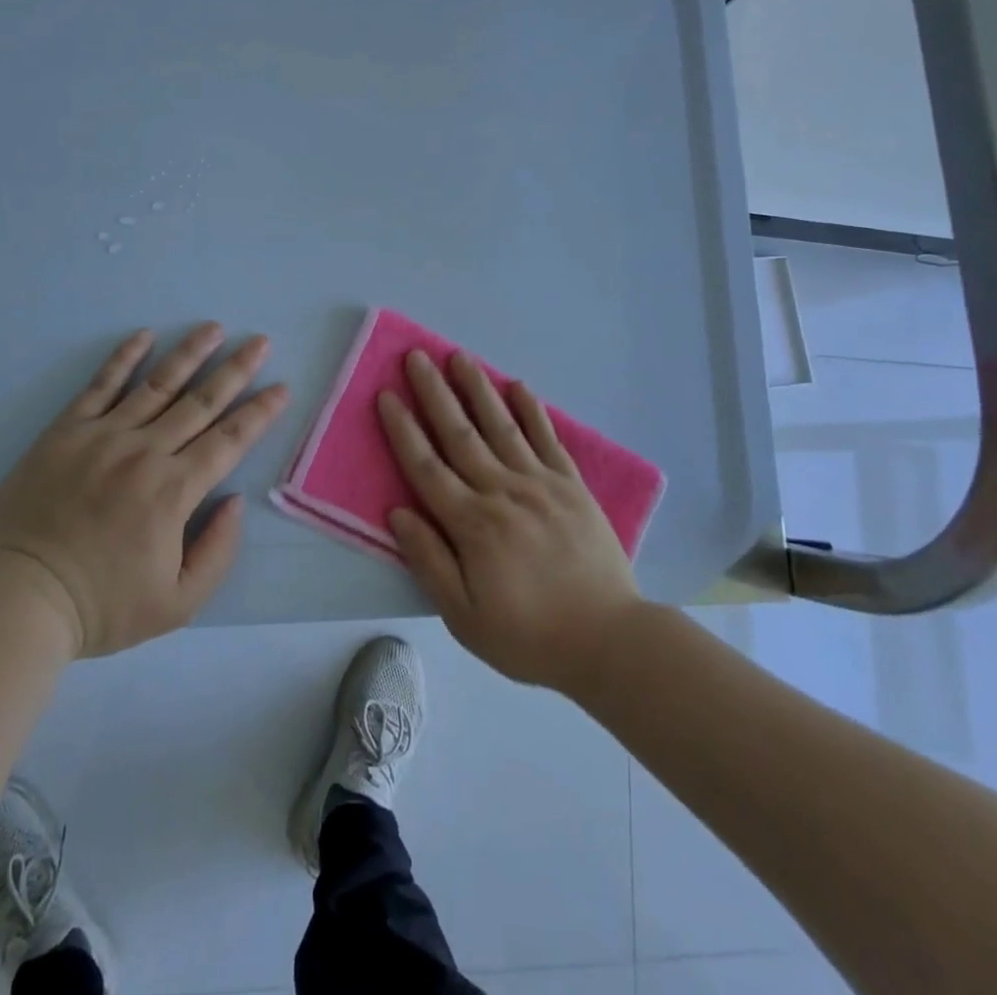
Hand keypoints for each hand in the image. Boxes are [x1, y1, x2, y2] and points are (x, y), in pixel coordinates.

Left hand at [0, 323, 289, 657]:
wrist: (19, 599)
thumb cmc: (101, 606)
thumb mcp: (177, 604)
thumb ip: (218, 552)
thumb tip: (234, 500)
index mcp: (175, 491)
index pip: (230, 440)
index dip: (260, 412)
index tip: (282, 387)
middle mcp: (146, 452)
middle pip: (201, 402)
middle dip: (236, 370)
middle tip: (260, 341)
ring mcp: (103, 436)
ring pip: (157, 384)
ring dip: (190, 353)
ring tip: (213, 328)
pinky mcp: (66, 431)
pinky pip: (100, 385)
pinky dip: (124, 357)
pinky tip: (144, 335)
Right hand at [378, 351, 640, 690]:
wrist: (609, 641)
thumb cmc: (529, 635)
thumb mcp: (464, 617)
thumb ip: (429, 561)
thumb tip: (397, 513)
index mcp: (473, 524)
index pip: (427, 467)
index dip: (404, 430)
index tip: (387, 395)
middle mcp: (503, 492)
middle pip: (460, 434)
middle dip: (434, 393)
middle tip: (416, 356)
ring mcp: (541, 484)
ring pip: (501, 426)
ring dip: (477, 389)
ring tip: (459, 356)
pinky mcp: (572, 486)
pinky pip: (548, 439)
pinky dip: (532, 411)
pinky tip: (518, 386)